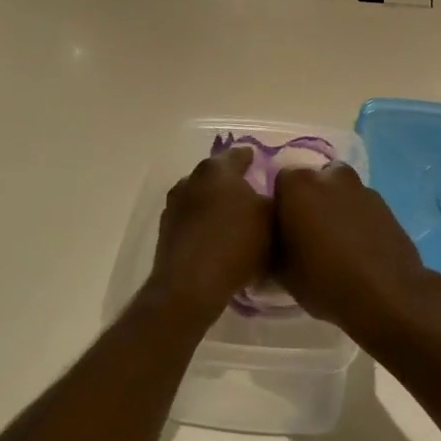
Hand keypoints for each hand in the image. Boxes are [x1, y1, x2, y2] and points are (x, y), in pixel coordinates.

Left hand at [145, 146, 273, 325]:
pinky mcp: (165, 232)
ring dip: (214, 204)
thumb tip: (270, 195)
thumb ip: (274, 200)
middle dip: (231, 182)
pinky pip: (191, 221)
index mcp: (217, 170)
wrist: (191, 285)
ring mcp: (174, 206)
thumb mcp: (271, 220)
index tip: (260, 162)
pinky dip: (203, 225)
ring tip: (232, 219)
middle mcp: (191, 180)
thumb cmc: (237, 244)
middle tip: (250, 193)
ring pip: (200, 197)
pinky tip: (216, 239)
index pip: (237, 155)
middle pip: (216, 175)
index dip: (251, 158)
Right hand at [273, 163, 440, 345]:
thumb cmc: (325, 280)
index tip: (283, 232)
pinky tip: (358, 250)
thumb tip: (273, 241)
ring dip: (334, 210)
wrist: (387, 296)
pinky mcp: (385, 204)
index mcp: (298, 185)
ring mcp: (361, 188)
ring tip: (335, 246)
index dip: (281, 208)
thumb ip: (272, 246)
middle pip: (312, 184)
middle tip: (307, 236)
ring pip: (339, 194)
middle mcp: (330, 176)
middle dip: (309, 203)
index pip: (280, 184)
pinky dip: (356, 221)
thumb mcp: (281, 272)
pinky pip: (360, 208)